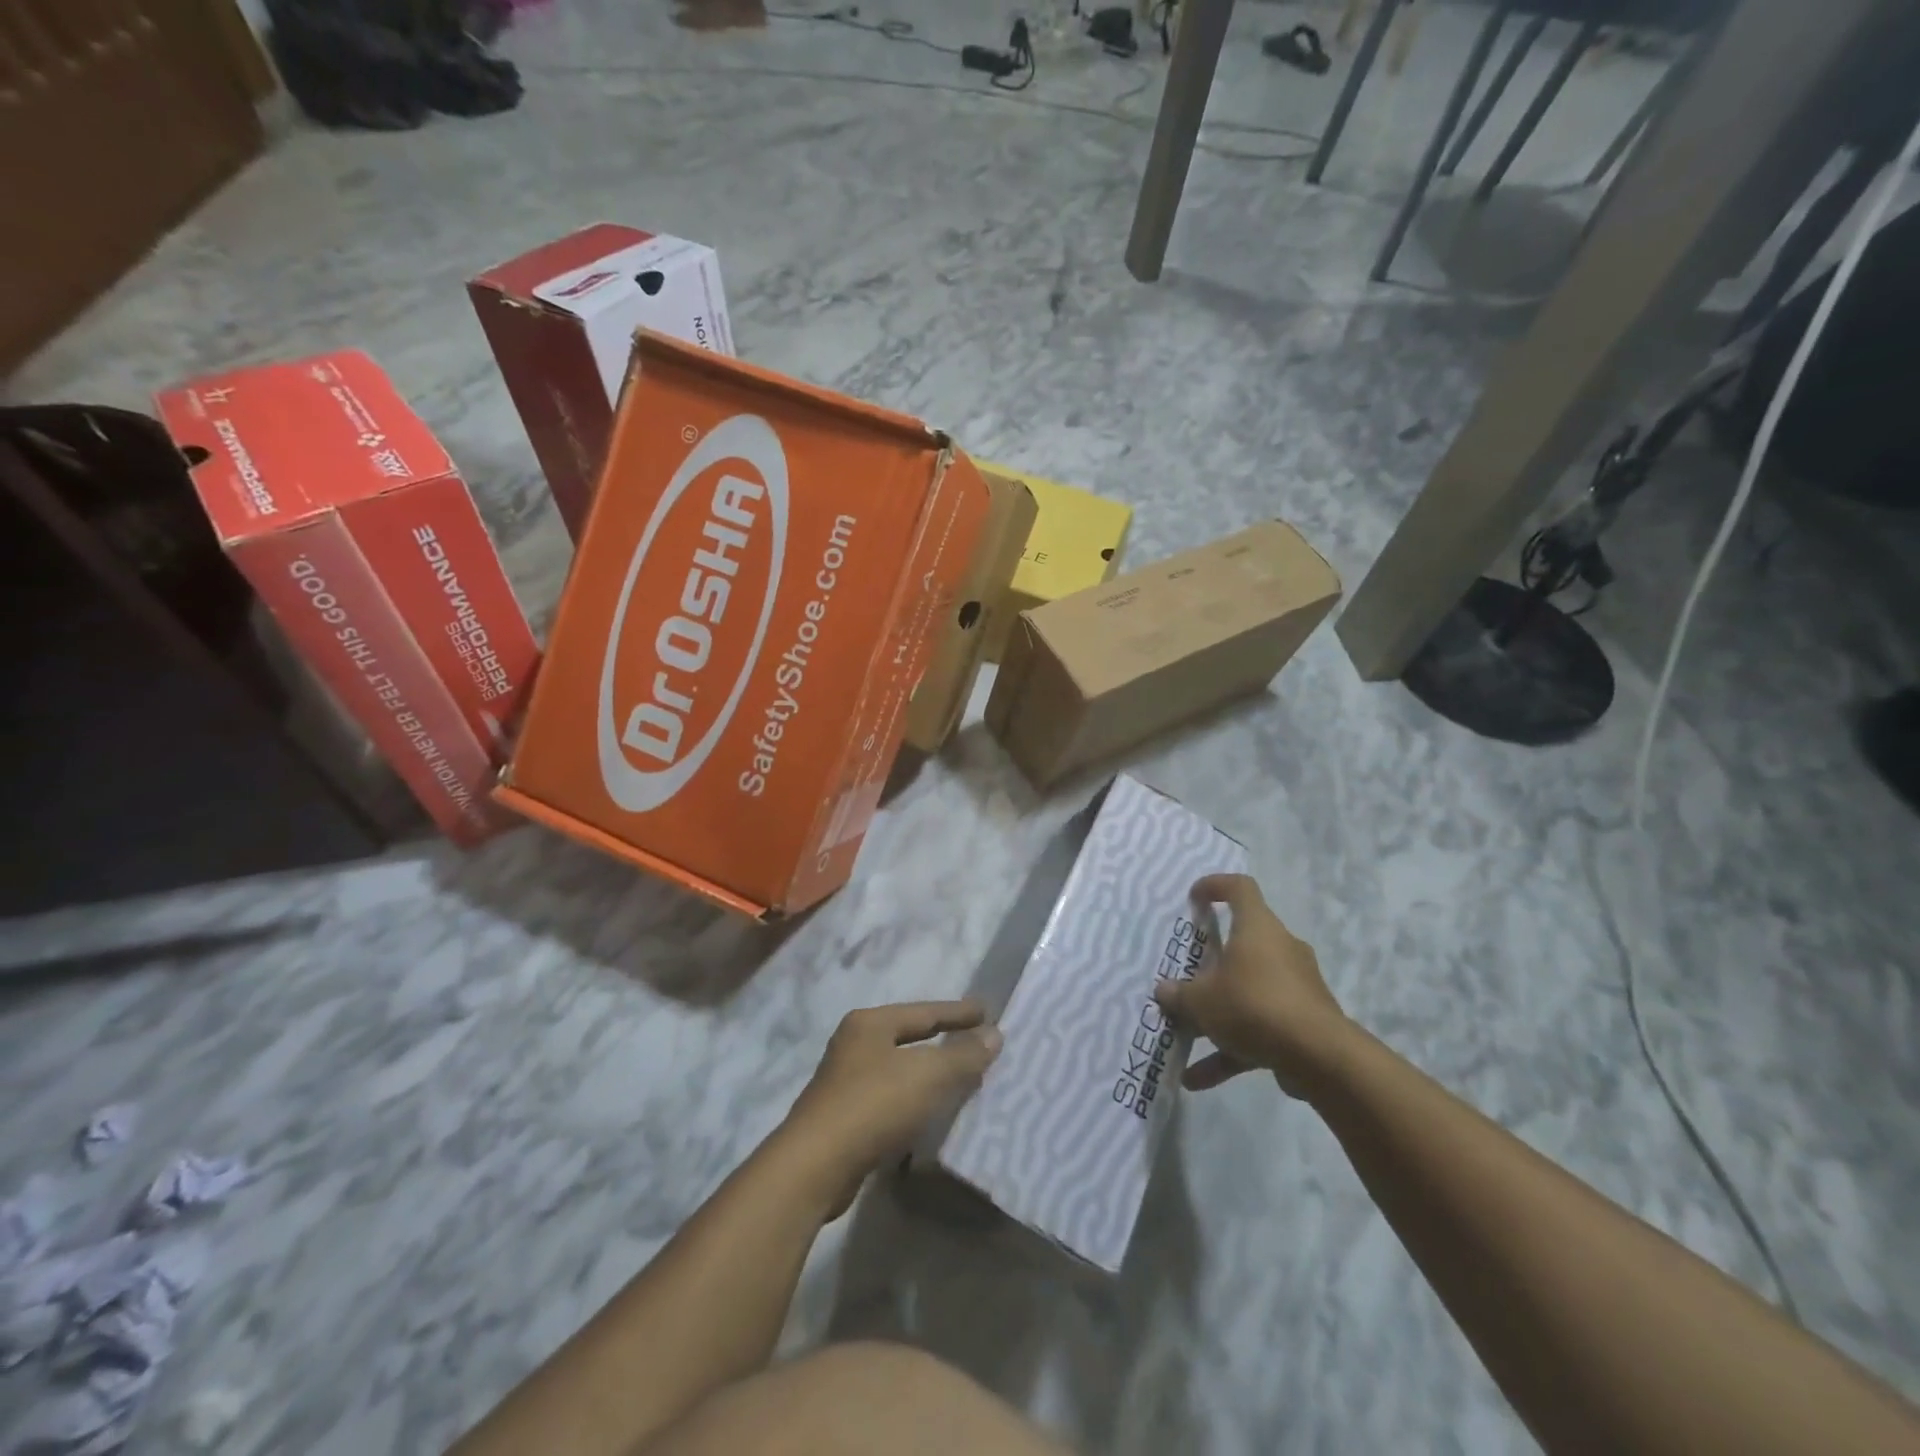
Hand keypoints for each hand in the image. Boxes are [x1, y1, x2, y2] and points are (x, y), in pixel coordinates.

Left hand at [780, 1001, 1001, 1218]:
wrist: (815, 1167)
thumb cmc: (873, 1105)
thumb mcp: (927, 1075)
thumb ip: (963, 1054)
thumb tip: (995, 1034)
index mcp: (870, 1023)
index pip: (924, 1012)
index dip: (958, 1012)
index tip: (987, 1011)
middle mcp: (854, 1045)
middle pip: (909, 1038)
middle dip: (943, 1041)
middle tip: (977, 1043)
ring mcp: (845, 1082)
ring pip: (900, 1070)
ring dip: (929, 1075)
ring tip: (962, 1080)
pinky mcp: (844, 1119)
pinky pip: (891, 1100)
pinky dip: (915, 1101)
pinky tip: (932, 1115)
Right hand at [1154, 874, 1350, 1099]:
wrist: (1320, 1058)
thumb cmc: (1253, 1005)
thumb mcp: (1202, 1001)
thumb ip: (1179, 995)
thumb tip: (1163, 991)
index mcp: (1257, 928)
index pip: (1240, 888)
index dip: (1215, 886)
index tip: (1194, 899)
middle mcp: (1280, 949)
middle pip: (1243, 944)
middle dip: (1213, 963)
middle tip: (1187, 976)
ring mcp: (1296, 986)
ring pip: (1249, 990)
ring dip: (1218, 1014)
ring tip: (1186, 1039)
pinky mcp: (1304, 1022)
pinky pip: (1261, 1026)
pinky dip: (1233, 1047)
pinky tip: (1200, 1078)